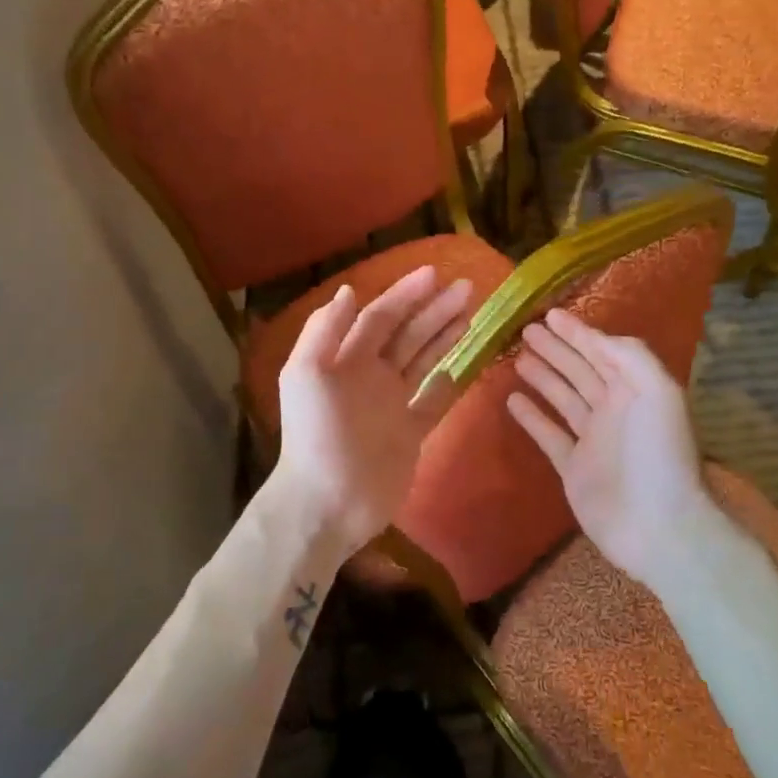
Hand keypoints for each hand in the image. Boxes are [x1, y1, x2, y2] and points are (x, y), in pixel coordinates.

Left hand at [272, 267, 472, 556]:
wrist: (327, 502)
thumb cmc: (315, 434)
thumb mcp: (306, 374)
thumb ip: (324, 330)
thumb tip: (349, 290)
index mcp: (345, 359)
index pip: (380, 317)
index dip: (405, 295)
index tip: (435, 274)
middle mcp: (369, 375)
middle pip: (407, 334)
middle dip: (434, 309)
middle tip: (467, 287)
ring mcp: (391, 405)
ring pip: (422, 360)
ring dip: (444, 336)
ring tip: (471, 313)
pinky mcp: (409, 434)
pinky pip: (432, 402)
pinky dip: (446, 384)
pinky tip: (461, 366)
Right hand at [506, 307, 721, 590]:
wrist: (658, 525)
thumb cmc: (658, 454)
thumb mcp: (657, 391)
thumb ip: (630, 356)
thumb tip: (597, 338)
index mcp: (635, 390)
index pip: (602, 352)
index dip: (578, 332)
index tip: (550, 315)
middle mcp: (613, 409)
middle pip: (579, 371)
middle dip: (555, 349)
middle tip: (526, 331)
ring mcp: (592, 440)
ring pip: (563, 398)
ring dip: (542, 377)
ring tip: (518, 358)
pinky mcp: (573, 468)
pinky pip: (548, 435)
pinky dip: (531, 417)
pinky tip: (511, 399)